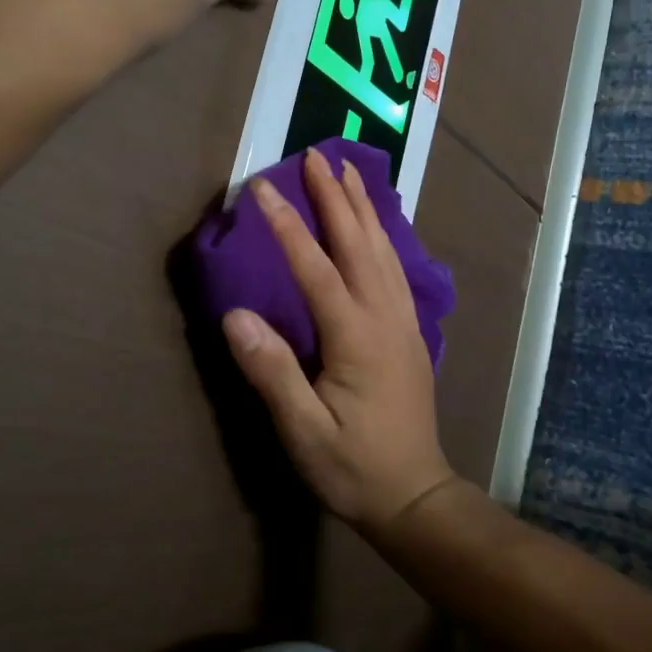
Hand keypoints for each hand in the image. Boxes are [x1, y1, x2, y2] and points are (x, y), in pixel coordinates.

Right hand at [222, 149, 455, 533]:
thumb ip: (273, 372)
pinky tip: (377, 229)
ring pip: (383, 251)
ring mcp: (403, 323)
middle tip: (317, 156)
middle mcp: (385, 317)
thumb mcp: (304, 431)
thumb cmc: (353, 468)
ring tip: (350, 173)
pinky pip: (396, 270)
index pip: (315, 267)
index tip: (262, 187)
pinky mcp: (410, 334)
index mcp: (356, 336)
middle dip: (336, 197)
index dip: (287, 225)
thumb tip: (236, 316)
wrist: (414, 495)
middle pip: (358, 244)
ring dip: (364, 209)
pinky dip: (384, 238)